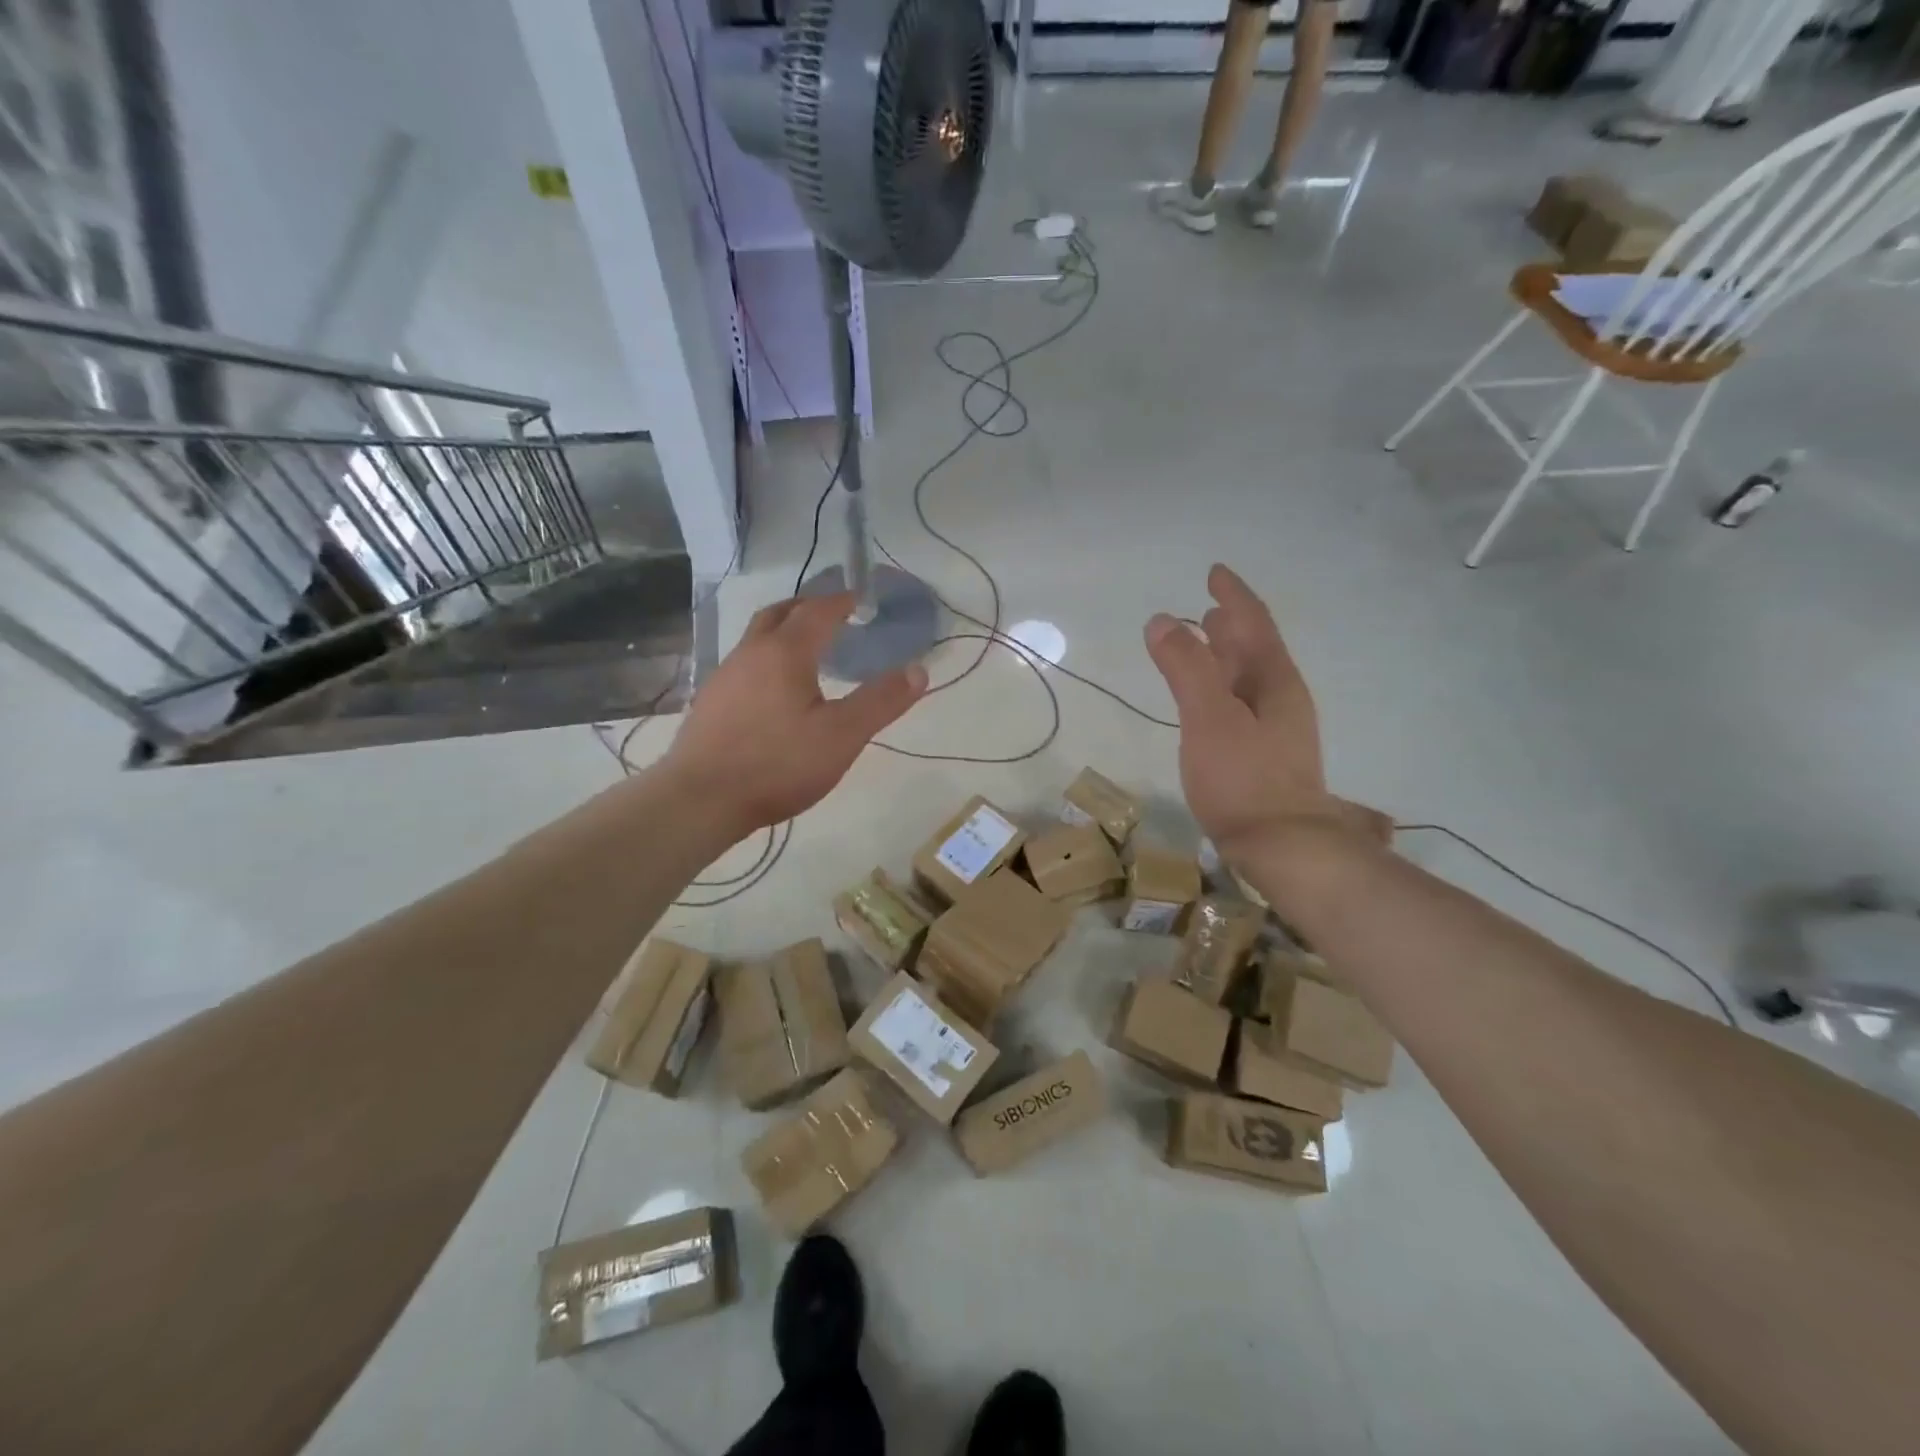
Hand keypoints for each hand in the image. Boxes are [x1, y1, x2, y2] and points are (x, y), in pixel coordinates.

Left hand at [661, 592, 926, 839]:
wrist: (700, 799)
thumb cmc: (778, 764)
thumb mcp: (842, 735)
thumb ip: (881, 701)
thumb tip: (918, 669)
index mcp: (785, 653)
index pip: (818, 612)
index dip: (842, 601)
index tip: (860, 598)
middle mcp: (750, 653)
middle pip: (779, 614)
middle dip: (808, 607)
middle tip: (832, 614)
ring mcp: (724, 677)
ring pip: (757, 638)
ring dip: (783, 632)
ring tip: (807, 650)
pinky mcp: (710, 703)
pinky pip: (744, 664)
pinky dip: (766, 660)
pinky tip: (774, 691)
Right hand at [1144, 565, 1387, 859]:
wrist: (1281, 847)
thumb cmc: (1243, 778)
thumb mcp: (1208, 717)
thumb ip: (1186, 667)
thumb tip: (1162, 619)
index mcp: (1273, 681)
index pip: (1254, 624)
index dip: (1233, 596)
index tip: (1215, 573)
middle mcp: (1281, 698)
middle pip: (1255, 649)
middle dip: (1232, 626)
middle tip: (1208, 609)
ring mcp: (1276, 729)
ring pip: (1249, 679)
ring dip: (1227, 657)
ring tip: (1205, 644)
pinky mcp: (1264, 756)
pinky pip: (1241, 704)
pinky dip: (1222, 688)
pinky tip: (1209, 704)